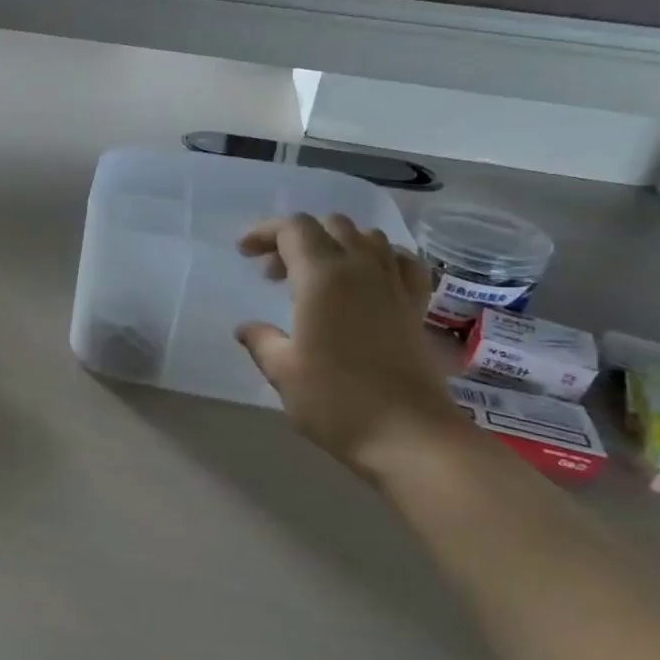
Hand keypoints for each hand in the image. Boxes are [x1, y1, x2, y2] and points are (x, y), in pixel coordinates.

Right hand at [235, 214, 465, 479]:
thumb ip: (261, 340)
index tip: (244, 252)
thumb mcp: (283, 371)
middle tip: (273, 273)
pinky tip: (367, 279)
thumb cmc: (335, 400)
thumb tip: (247, 328)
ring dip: (335, 244)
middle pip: (329, 226)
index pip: (293, 229)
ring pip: (367, 237)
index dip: (264, 232)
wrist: (408, 434)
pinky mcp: (416, 305)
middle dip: (296, 238)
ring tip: (315, 275)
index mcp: (323, 277)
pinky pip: (400, 261)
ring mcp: (394, 284)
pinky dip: (378, 258)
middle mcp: (362, 268)